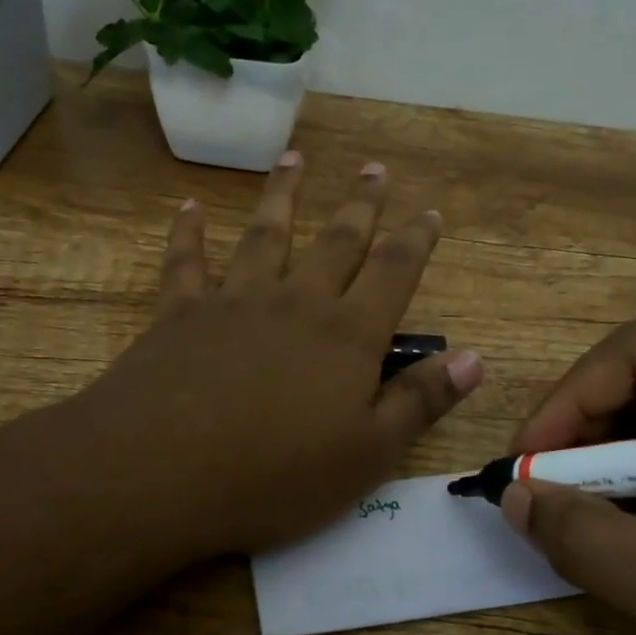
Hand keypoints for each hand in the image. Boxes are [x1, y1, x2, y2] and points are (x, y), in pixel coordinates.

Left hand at [74, 153, 482, 560]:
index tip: (430, 211)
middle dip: (360, 205)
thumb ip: (420, 401)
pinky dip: (189, 232)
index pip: (393, 274)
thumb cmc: (275, 476)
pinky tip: (190, 207)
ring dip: (283, 195)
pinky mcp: (180, 313)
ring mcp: (234, 301)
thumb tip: (474, 356)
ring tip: (294, 158)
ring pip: (266, 234)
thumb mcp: (367, 455)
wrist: (161, 472)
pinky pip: (186, 261)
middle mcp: (296, 302)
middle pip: (336, 241)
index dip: (415, 241)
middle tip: (374, 168)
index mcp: (346, 336)